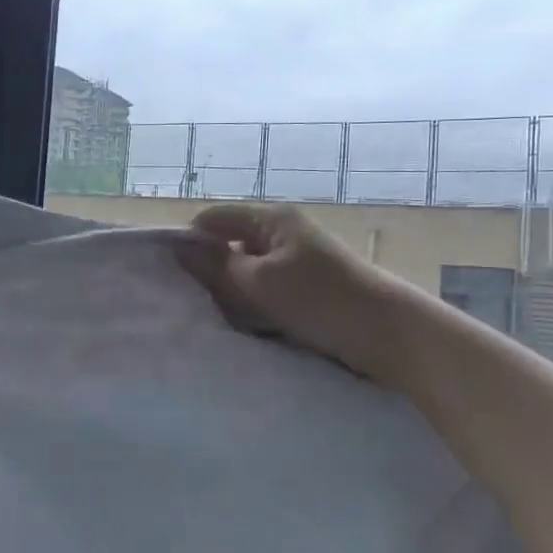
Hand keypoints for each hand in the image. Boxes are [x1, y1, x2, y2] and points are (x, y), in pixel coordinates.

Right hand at [177, 203, 388, 375]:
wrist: (387, 333)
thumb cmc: (319, 299)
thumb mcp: (259, 281)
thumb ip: (217, 264)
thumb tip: (180, 247)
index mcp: (272, 218)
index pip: (214, 218)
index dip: (189, 239)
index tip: (166, 271)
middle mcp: (283, 232)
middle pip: (230, 243)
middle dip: (209, 268)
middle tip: (184, 298)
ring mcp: (296, 260)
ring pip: (247, 269)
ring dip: (231, 290)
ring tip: (209, 313)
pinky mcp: (306, 287)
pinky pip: (265, 288)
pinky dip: (252, 303)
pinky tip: (240, 323)